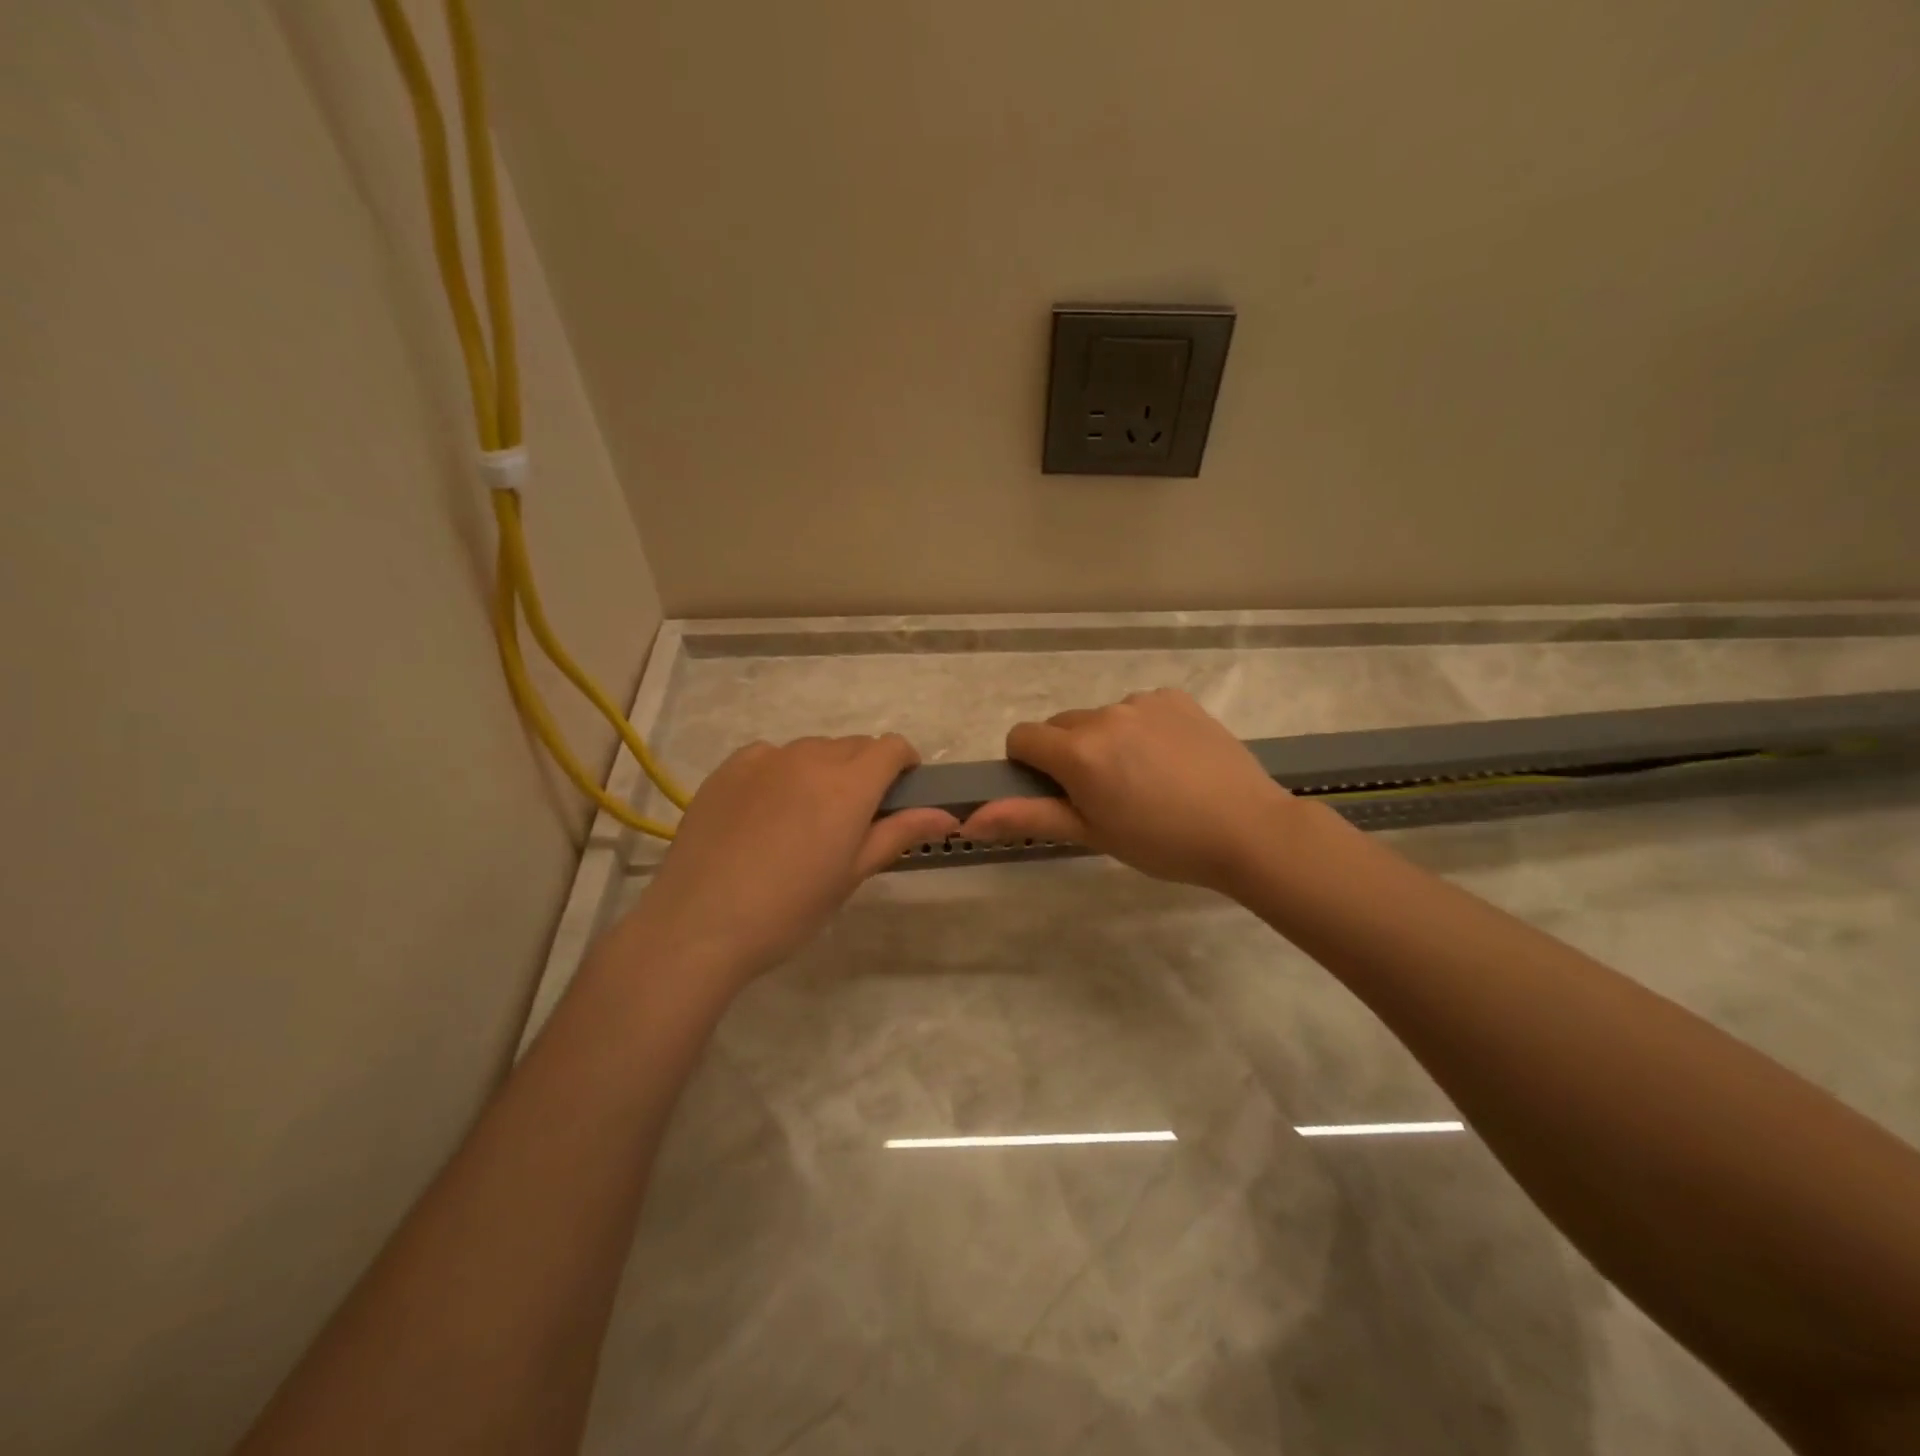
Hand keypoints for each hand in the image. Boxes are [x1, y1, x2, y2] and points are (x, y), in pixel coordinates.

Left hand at [621, 735, 958, 986]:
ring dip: (823, 771)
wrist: (700, 924)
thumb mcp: (853, 874)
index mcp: (848, 784)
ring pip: (812, 749)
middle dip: (865, 771)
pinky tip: (766, 813)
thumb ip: (900, 833)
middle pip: (853, 746)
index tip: (900, 793)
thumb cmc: (790, 908)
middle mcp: (809, 757)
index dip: (904, 764)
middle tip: (852, 818)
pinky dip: (782, 772)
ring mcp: (764, 758)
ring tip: (804, 819)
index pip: (892, 747)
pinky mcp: (729, 767)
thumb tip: (946, 815)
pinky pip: (770, 756)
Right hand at [961, 689, 1297, 893]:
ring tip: (1145, 779)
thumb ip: (1028, 817)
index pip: (1022, 737)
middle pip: (1061, 726)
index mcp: (1078, 752)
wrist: (1248, 830)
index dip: (1028, 765)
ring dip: (1106, 741)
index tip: (1055, 791)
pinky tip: (1171, 759)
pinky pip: (1138, 708)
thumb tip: (968, 820)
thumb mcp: (1091, 834)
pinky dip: (1141, 728)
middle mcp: (1105, 715)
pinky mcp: (1175, 697)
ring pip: (1101, 717)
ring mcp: (1143, 702)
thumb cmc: (1162, 843)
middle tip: (1104, 793)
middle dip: (1068, 754)